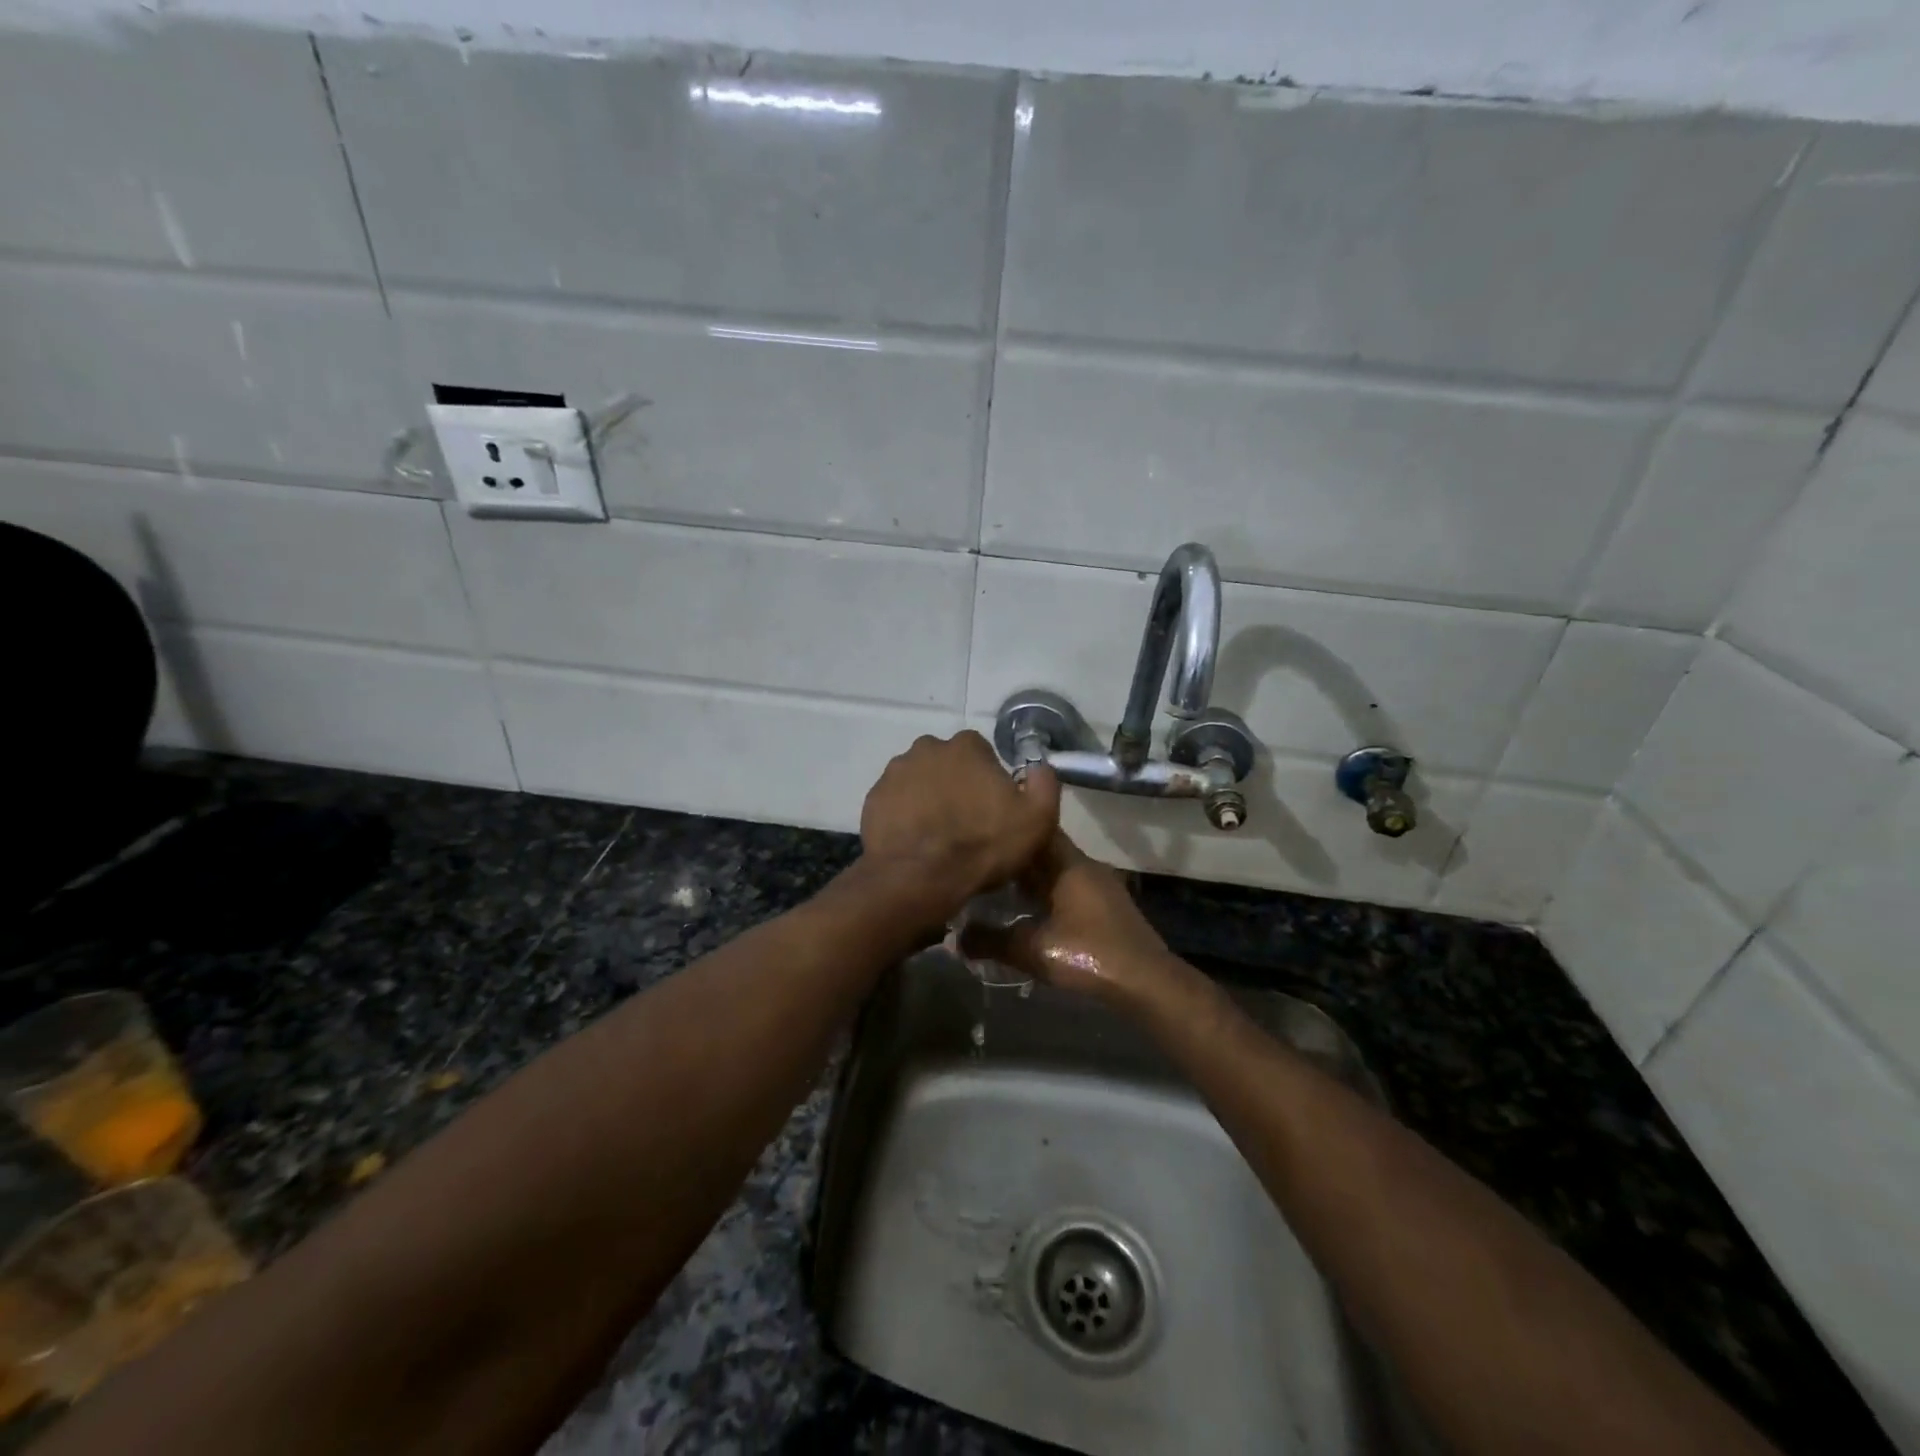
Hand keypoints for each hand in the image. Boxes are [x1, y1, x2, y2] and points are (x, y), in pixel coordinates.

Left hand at [859, 731, 1059, 920]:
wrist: (919, 878)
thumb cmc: (982, 845)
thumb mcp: (1037, 819)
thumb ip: (1044, 783)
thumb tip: (1039, 766)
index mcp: (966, 746)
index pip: (982, 753)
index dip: (989, 780)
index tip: (992, 808)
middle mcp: (927, 748)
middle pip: (948, 764)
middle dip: (956, 785)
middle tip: (965, 822)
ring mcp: (895, 772)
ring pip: (920, 780)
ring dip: (929, 798)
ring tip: (938, 834)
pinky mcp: (874, 798)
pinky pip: (896, 802)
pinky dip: (905, 815)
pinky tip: (916, 840)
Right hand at [957, 832, 1181, 1009]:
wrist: (1147, 982)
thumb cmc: (1090, 954)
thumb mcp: (1034, 949)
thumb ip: (993, 942)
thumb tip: (954, 938)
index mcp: (1069, 864)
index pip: (1036, 828)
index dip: (1010, 824)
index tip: (982, 827)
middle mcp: (1085, 866)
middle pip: (1044, 850)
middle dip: (1014, 854)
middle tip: (979, 858)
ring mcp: (1098, 886)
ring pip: (1056, 870)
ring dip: (1030, 876)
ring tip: (995, 883)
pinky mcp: (1105, 907)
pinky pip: (1067, 887)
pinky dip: (1046, 892)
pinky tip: (1027, 910)